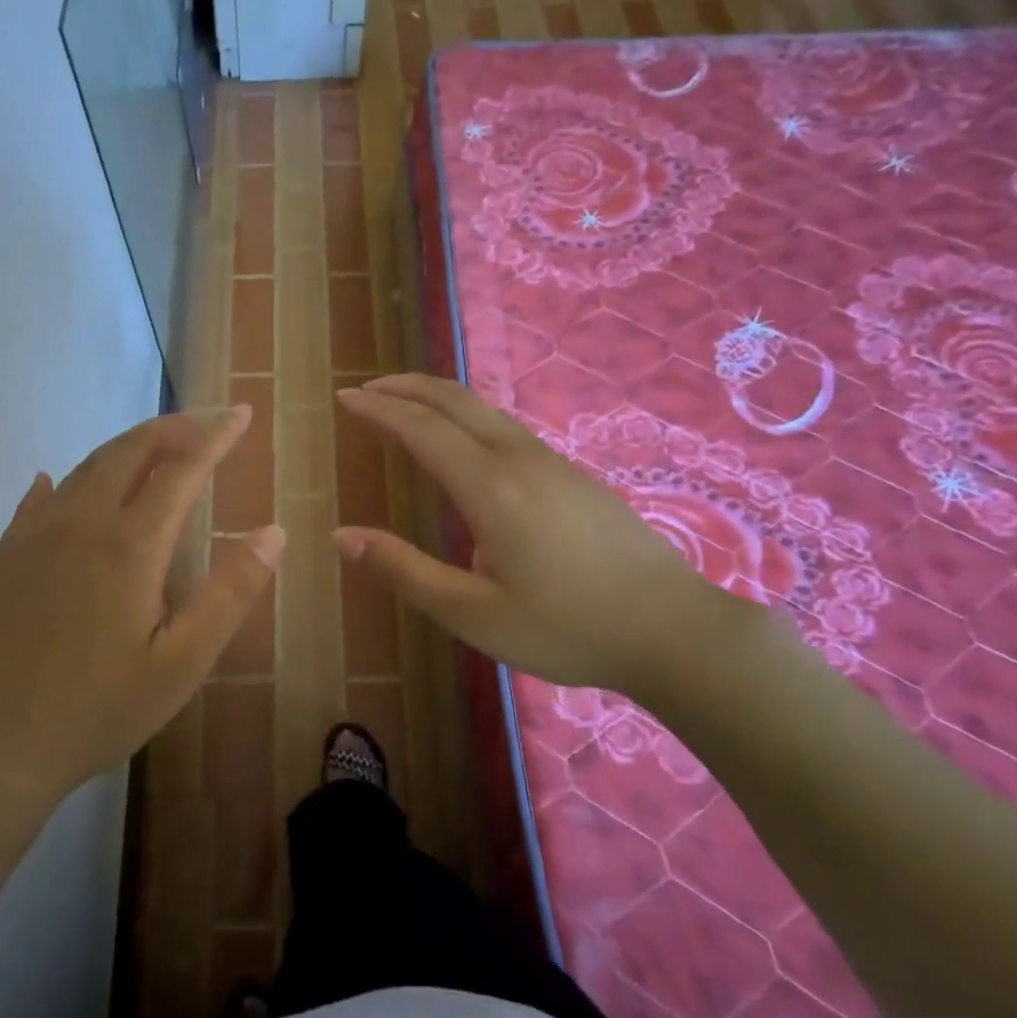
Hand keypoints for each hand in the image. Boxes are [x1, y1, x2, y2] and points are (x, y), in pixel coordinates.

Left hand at [0, 407, 282, 809]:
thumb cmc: (99, 708)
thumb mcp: (181, 663)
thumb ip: (229, 593)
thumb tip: (273, 532)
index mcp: (130, 544)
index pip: (182, 468)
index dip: (215, 437)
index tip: (241, 415)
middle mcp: (82, 522)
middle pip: (129, 451)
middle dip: (171, 428)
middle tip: (202, 424)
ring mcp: (36, 535)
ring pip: (87, 467)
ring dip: (127, 448)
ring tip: (155, 448)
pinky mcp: (7, 555)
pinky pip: (41, 497)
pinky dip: (68, 478)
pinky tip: (61, 480)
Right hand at [334, 375, 745, 699]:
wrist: (674, 631)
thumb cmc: (567, 628)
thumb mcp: (473, 614)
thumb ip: (404, 571)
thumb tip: (341, 537)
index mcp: (490, 487)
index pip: (421, 429)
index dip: (380, 409)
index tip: (346, 397)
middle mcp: (520, 460)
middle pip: (456, 401)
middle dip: (407, 387)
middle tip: (368, 387)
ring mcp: (553, 463)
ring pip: (485, 411)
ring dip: (439, 398)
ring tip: (406, 404)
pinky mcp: (574, 476)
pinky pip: (507, 428)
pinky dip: (467, 417)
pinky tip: (465, 442)